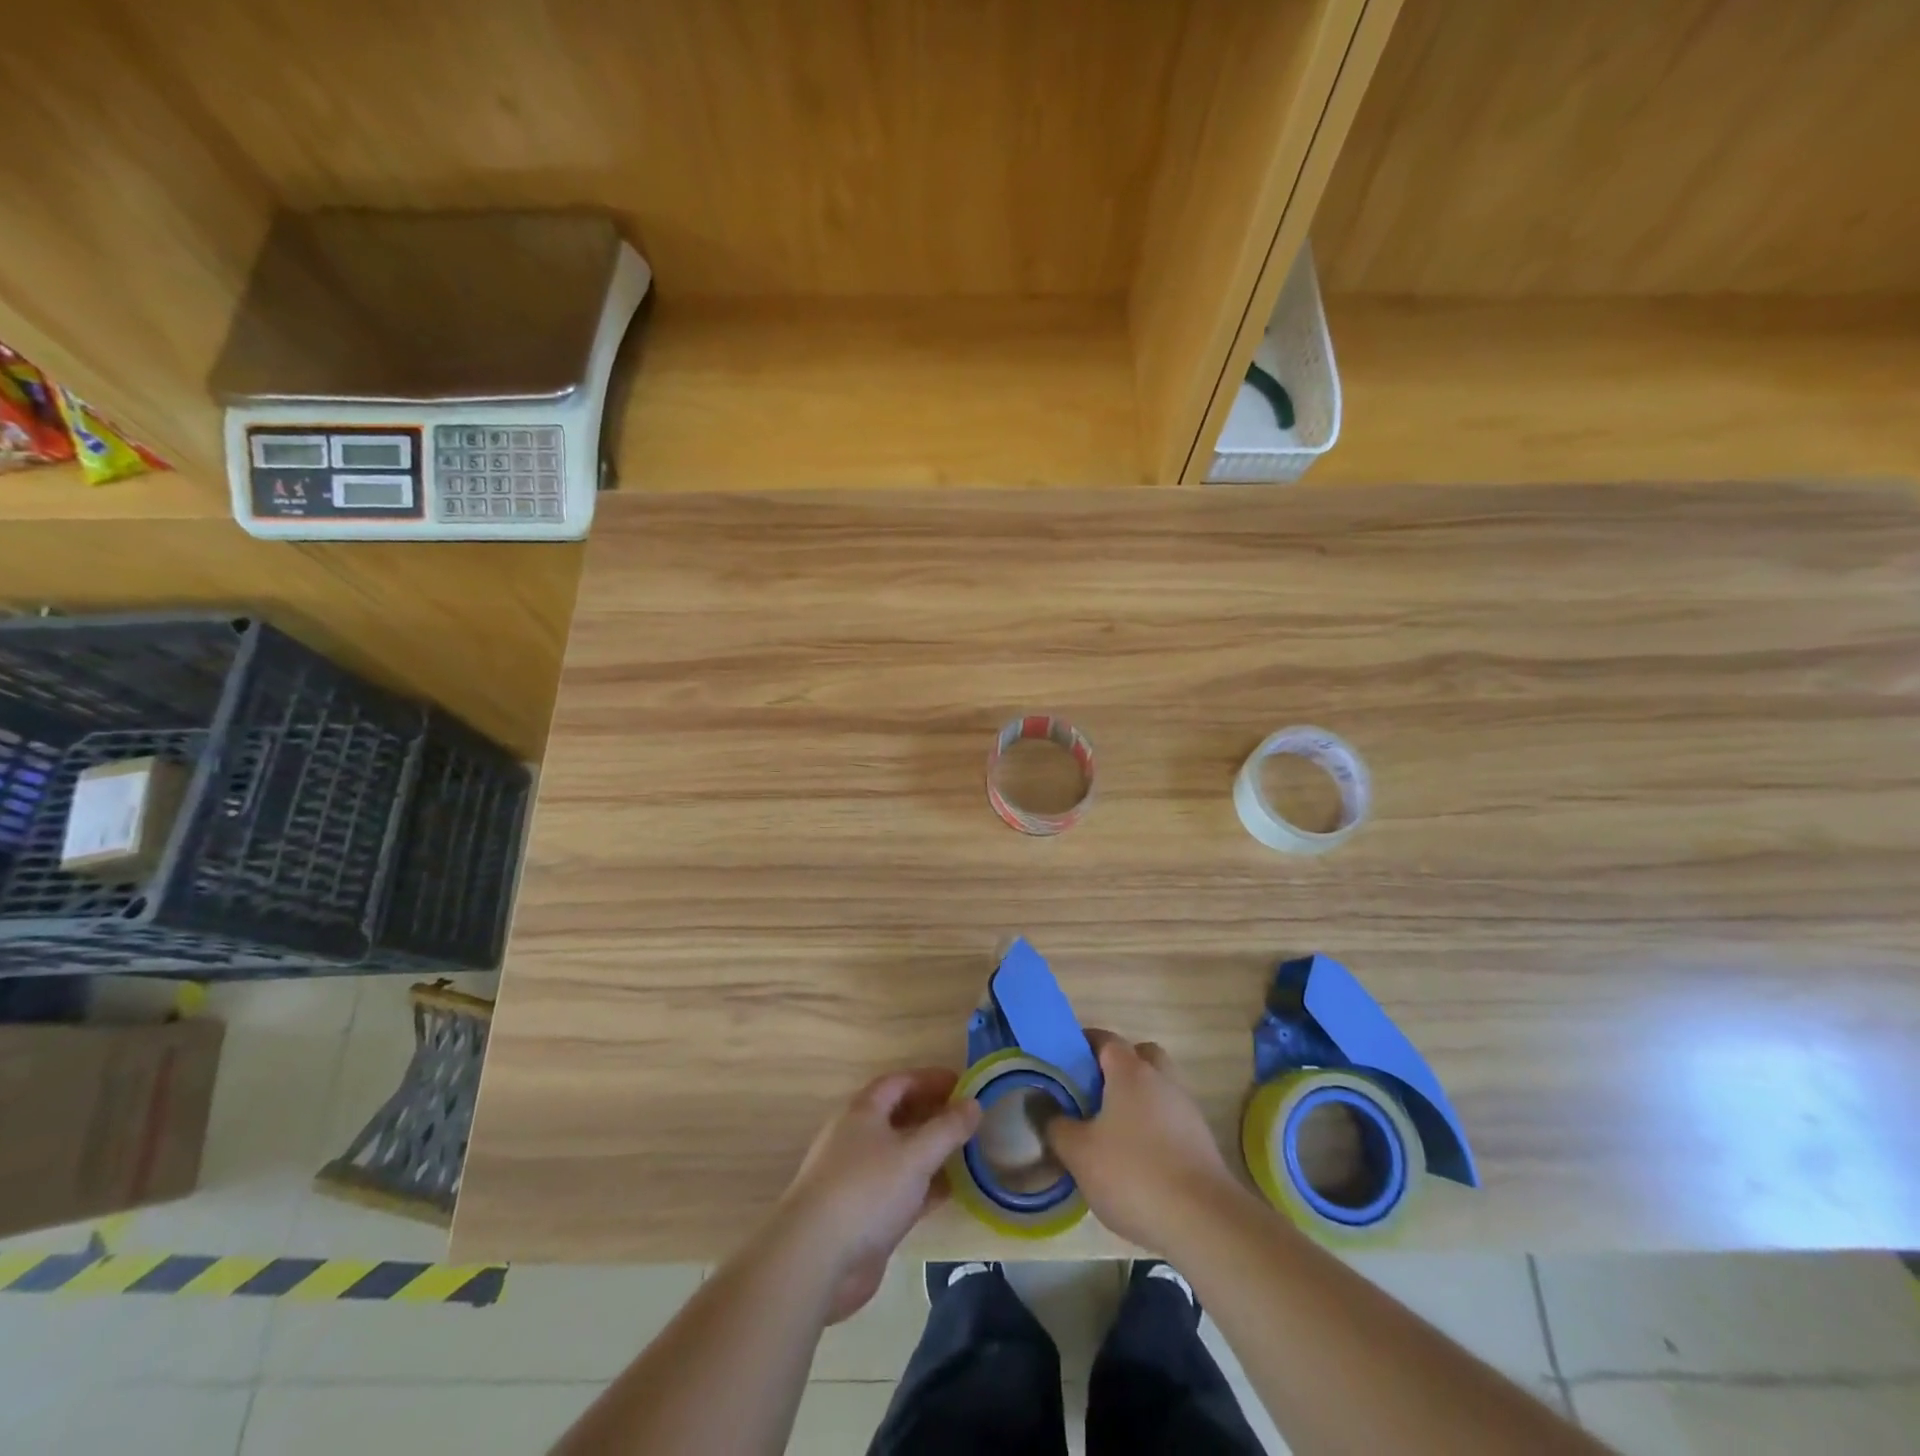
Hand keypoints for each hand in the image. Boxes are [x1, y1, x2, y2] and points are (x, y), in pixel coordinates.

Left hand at [773, 1068, 981, 1323]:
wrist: (816, 1259)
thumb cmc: (866, 1191)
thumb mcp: (914, 1155)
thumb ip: (947, 1129)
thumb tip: (974, 1103)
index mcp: (863, 1112)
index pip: (899, 1082)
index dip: (930, 1079)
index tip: (963, 1084)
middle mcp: (857, 1138)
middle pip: (899, 1116)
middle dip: (932, 1114)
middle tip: (968, 1118)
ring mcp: (859, 1177)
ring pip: (900, 1154)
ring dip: (931, 1151)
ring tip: (967, 1152)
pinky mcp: (864, 1214)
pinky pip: (900, 1189)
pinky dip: (925, 1186)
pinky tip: (951, 1192)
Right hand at [1045, 1031, 1249, 1254]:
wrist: (1204, 1222)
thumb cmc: (1133, 1174)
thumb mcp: (1079, 1153)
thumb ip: (1055, 1126)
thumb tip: (1041, 1106)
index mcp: (1131, 1071)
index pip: (1105, 1039)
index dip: (1082, 1045)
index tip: (1063, 1063)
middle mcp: (1162, 1079)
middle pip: (1140, 1056)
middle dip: (1117, 1068)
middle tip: (1092, 1093)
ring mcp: (1186, 1109)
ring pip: (1158, 1088)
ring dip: (1137, 1099)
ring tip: (1111, 1131)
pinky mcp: (1201, 1141)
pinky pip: (1170, 1118)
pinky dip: (1154, 1127)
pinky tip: (1137, 1160)